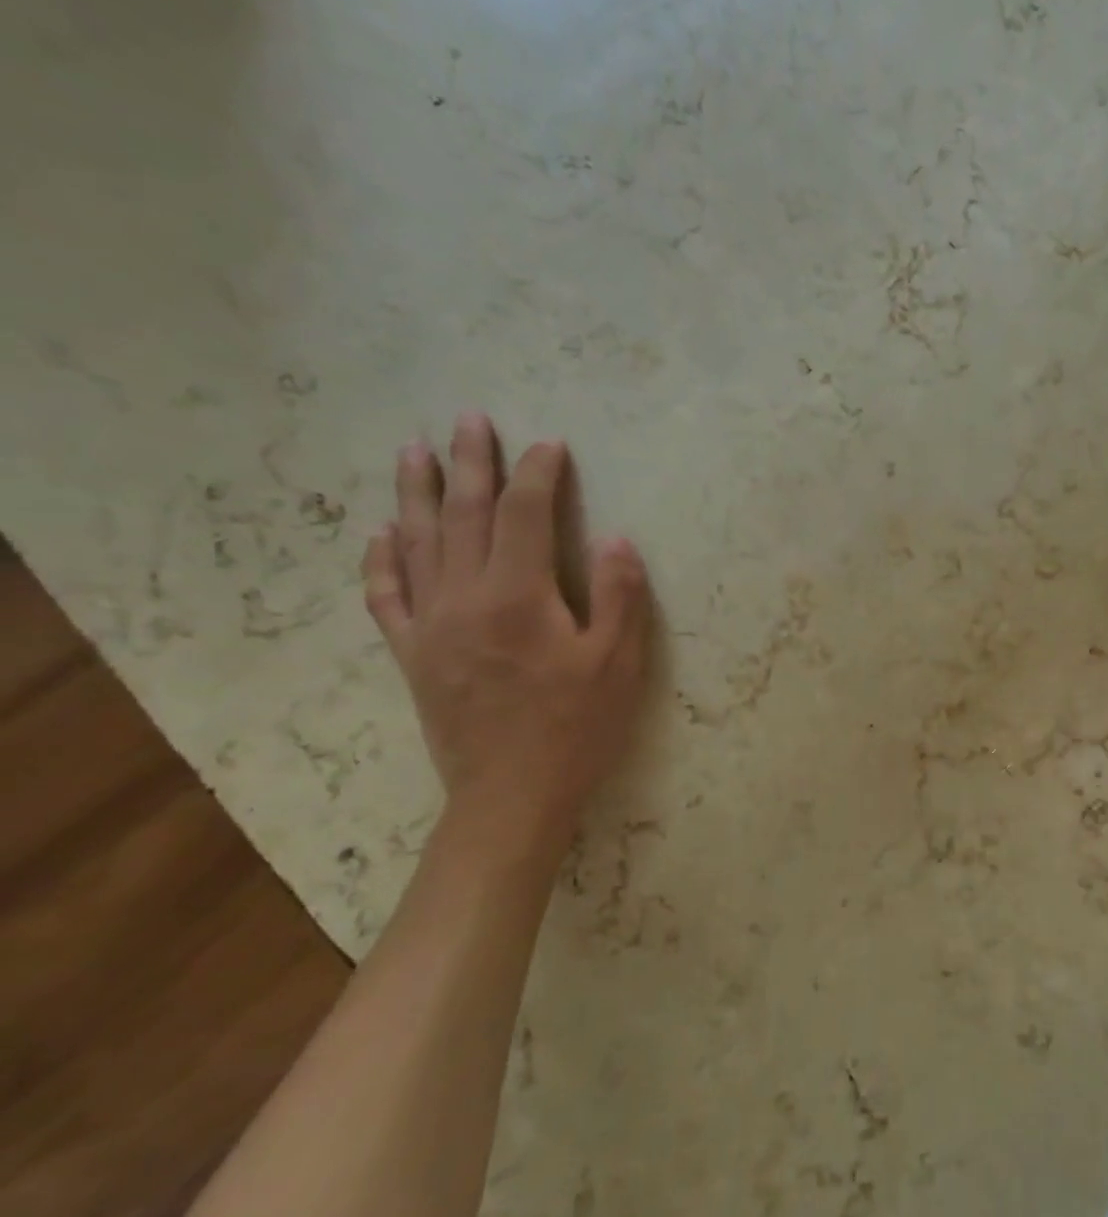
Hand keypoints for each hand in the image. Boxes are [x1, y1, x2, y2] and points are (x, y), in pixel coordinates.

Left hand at [362, 414, 650, 853]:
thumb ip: (618, 596)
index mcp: (519, 596)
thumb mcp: (618, 664)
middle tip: (470, 420)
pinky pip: (387, 596)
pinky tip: (381, 535)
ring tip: (414, 451)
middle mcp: (464, 598)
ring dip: (416, 493)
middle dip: (472, 464)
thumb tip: (616, 539)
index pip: (527, 516)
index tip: (552, 445)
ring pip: (416, 544)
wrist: (512, 796)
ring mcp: (431, 626)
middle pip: (465, 515)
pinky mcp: (414, 655)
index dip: (540, 475)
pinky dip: (381, 560)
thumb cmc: (577, 728)